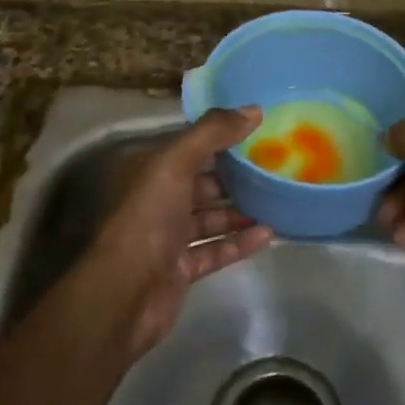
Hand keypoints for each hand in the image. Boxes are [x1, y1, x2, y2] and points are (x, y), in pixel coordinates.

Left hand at [87, 106, 274, 354]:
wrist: (125, 295)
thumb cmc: (148, 219)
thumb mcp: (175, 164)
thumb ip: (212, 134)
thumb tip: (253, 109)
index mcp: (153, 170)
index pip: (192, 146)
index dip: (223, 136)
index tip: (262, 129)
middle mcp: (160, 199)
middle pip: (204, 181)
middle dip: (237, 174)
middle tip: (278, 165)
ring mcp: (170, 237)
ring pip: (212, 216)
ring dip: (242, 209)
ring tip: (279, 199)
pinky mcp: (183, 268)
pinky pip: (217, 250)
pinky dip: (240, 242)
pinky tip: (269, 234)